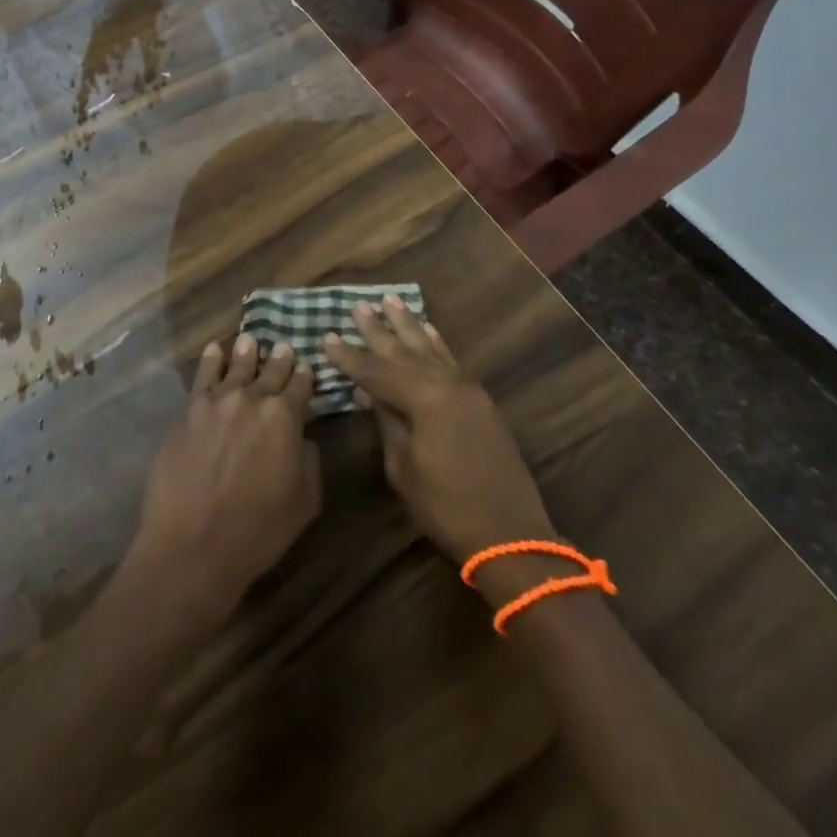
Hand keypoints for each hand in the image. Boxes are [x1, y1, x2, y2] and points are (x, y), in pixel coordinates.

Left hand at [124, 336, 320, 617]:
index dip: (305, 377)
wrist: (194, 544)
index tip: (307, 367)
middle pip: (269, 373)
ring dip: (245, 354)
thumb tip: (302, 437)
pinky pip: (202, 378)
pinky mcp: (188, 413)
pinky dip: (209, 361)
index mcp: (285, 417)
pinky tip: (213, 351)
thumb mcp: (305, 501)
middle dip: (278, 360)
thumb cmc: (259, 530)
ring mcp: (215, 403)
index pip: (300, 387)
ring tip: (249, 340)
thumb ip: (309, 460)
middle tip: (283, 346)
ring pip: (234, 368)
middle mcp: (251, 399)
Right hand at [323, 295, 554, 563]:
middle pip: (404, 352)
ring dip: (409, 326)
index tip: (327, 337)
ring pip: (430, 349)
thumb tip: (371, 393)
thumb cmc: (446, 506)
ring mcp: (468, 390)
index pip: (376, 371)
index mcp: (424, 399)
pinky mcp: (480, 401)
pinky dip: (437, 343)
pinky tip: (428, 330)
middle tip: (359, 306)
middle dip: (379, 330)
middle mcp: (447, 384)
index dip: (349, 356)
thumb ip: (387, 422)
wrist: (510, 535)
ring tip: (391, 301)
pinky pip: (452, 361)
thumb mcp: (403, 467)